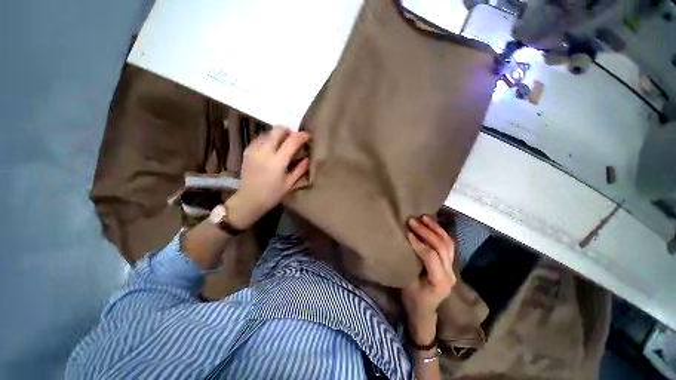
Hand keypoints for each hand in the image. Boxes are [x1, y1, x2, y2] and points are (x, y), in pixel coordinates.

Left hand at [226, 126, 309, 228]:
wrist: (249, 199)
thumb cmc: (272, 194)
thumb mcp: (290, 184)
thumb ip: (300, 169)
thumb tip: (307, 158)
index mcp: (277, 161)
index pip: (292, 140)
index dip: (302, 136)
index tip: (308, 136)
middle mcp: (265, 151)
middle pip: (278, 130)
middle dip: (289, 131)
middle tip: (294, 140)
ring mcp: (254, 150)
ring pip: (268, 132)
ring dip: (278, 135)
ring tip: (283, 145)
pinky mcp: (248, 151)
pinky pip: (260, 138)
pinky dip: (268, 139)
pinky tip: (271, 149)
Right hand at [401, 215, 455, 343]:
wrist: (424, 312)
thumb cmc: (412, 299)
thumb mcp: (406, 283)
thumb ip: (407, 263)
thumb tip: (402, 242)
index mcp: (439, 282)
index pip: (430, 256)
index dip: (418, 242)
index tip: (406, 231)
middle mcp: (450, 274)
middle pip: (441, 247)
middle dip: (426, 231)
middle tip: (412, 221)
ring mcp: (452, 269)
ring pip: (448, 244)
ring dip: (436, 229)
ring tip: (424, 217)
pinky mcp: (450, 265)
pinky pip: (448, 245)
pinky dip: (440, 233)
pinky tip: (432, 224)